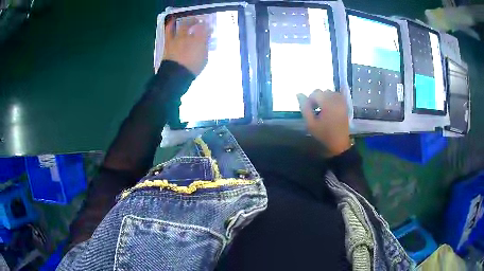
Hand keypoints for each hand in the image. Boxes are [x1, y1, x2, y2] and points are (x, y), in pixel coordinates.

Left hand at [163, 17, 210, 75]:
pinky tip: (171, 22)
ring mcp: (178, 38)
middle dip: (197, 22)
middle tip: (199, 22)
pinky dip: (170, 26)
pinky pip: (168, 31)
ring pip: (182, 25)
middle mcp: (189, 37)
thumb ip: (205, 48)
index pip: (205, 30)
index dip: (208, 29)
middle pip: (194, 25)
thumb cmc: (192, 68)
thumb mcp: (204, 59)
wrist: (175, 75)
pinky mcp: (168, 42)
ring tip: (188, 20)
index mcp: (200, 41)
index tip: (209, 29)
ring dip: (186, 21)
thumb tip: (205, 41)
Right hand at [297, 90, 350, 156]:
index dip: (310, 99)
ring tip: (323, 108)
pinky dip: (333, 97)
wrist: (339, 144)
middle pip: (324, 91)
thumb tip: (299, 94)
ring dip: (325, 97)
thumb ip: (304, 107)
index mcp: (328, 104)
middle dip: (318, 98)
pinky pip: (339, 96)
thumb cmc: (324, 135)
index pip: (316, 93)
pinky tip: (330, 106)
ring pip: (331, 93)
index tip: (309, 109)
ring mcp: (342, 103)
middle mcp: (336, 100)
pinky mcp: (345, 106)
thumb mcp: (310, 123)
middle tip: (315, 109)